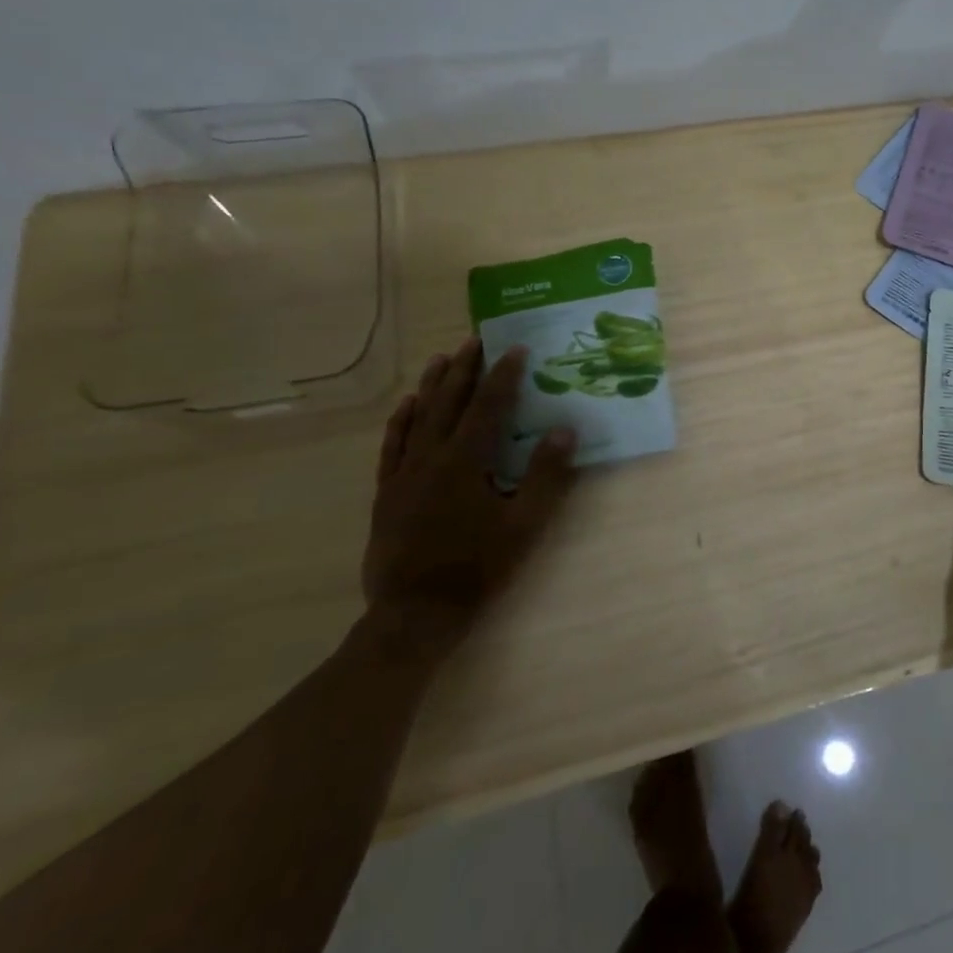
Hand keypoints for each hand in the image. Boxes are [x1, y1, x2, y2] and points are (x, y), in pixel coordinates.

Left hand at [363, 338, 576, 663]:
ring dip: (433, 385)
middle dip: (465, 368)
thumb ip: (546, 476)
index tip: (516, 348)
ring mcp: (404, 473)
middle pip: (450, 402)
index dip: (504, 375)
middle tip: (476, 339)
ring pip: (419, 417)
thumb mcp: (525, 525)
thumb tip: (564, 430)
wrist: (415, 613)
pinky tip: (408, 405)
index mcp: (467, 461)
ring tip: (444, 358)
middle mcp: (432, 457)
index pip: (489, 405)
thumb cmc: (478, 568)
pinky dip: (402, 420)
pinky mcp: (388, 491)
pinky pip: (393, 444)